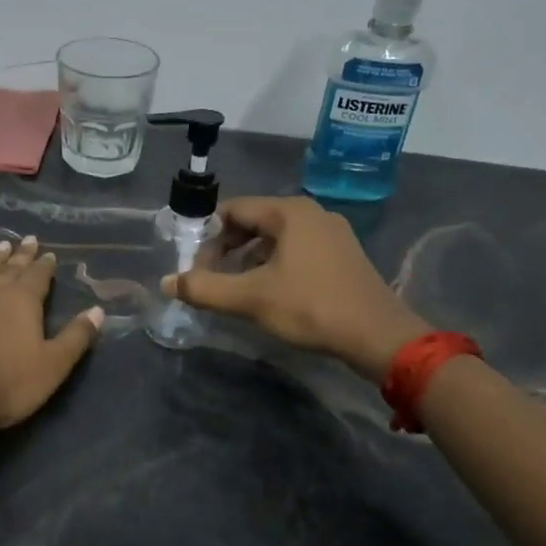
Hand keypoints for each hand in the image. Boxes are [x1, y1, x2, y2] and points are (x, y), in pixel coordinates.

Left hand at [0, 235, 104, 434]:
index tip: (49, 253)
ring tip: (2, 245)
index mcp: (23, 300)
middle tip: (27, 239)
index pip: (38, 275)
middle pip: (11, 267)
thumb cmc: (6, 382)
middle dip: (21, 254)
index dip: (45, 265)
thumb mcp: (52, 365)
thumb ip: (75, 337)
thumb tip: (97, 310)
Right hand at [163, 196, 429, 381]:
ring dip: (249, 259)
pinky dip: (274, 265)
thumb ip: (204, 288)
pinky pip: (296, 250)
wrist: (378, 336)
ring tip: (235, 289)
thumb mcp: (250, 299)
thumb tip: (167, 282)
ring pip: (275, 238)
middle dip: (226, 248)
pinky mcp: (342, 255)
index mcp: (289, 212)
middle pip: (254, 221)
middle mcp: (311, 213)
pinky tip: (269, 293)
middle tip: (211, 277)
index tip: (194, 264)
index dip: (206, 235)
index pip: (233, 209)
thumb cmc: (311, 308)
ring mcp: (331, 233)